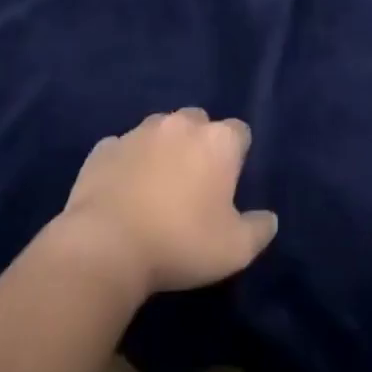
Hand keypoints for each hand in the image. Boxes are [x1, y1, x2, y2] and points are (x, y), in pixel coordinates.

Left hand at [56, 109, 277, 298]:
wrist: (106, 247)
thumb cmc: (181, 242)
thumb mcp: (235, 249)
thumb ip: (259, 229)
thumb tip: (268, 219)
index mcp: (217, 141)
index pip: (240, 132)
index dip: (237, 156)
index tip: (229, 184)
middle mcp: (180, 124)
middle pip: (199, 122)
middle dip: (199, 144)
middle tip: (194, 184)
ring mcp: (138, 132)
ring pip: (159, 130)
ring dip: (163, 149)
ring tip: (157, 186)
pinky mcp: (104, 148)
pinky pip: (122, 148)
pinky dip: (127, 163)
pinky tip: (123, 191)